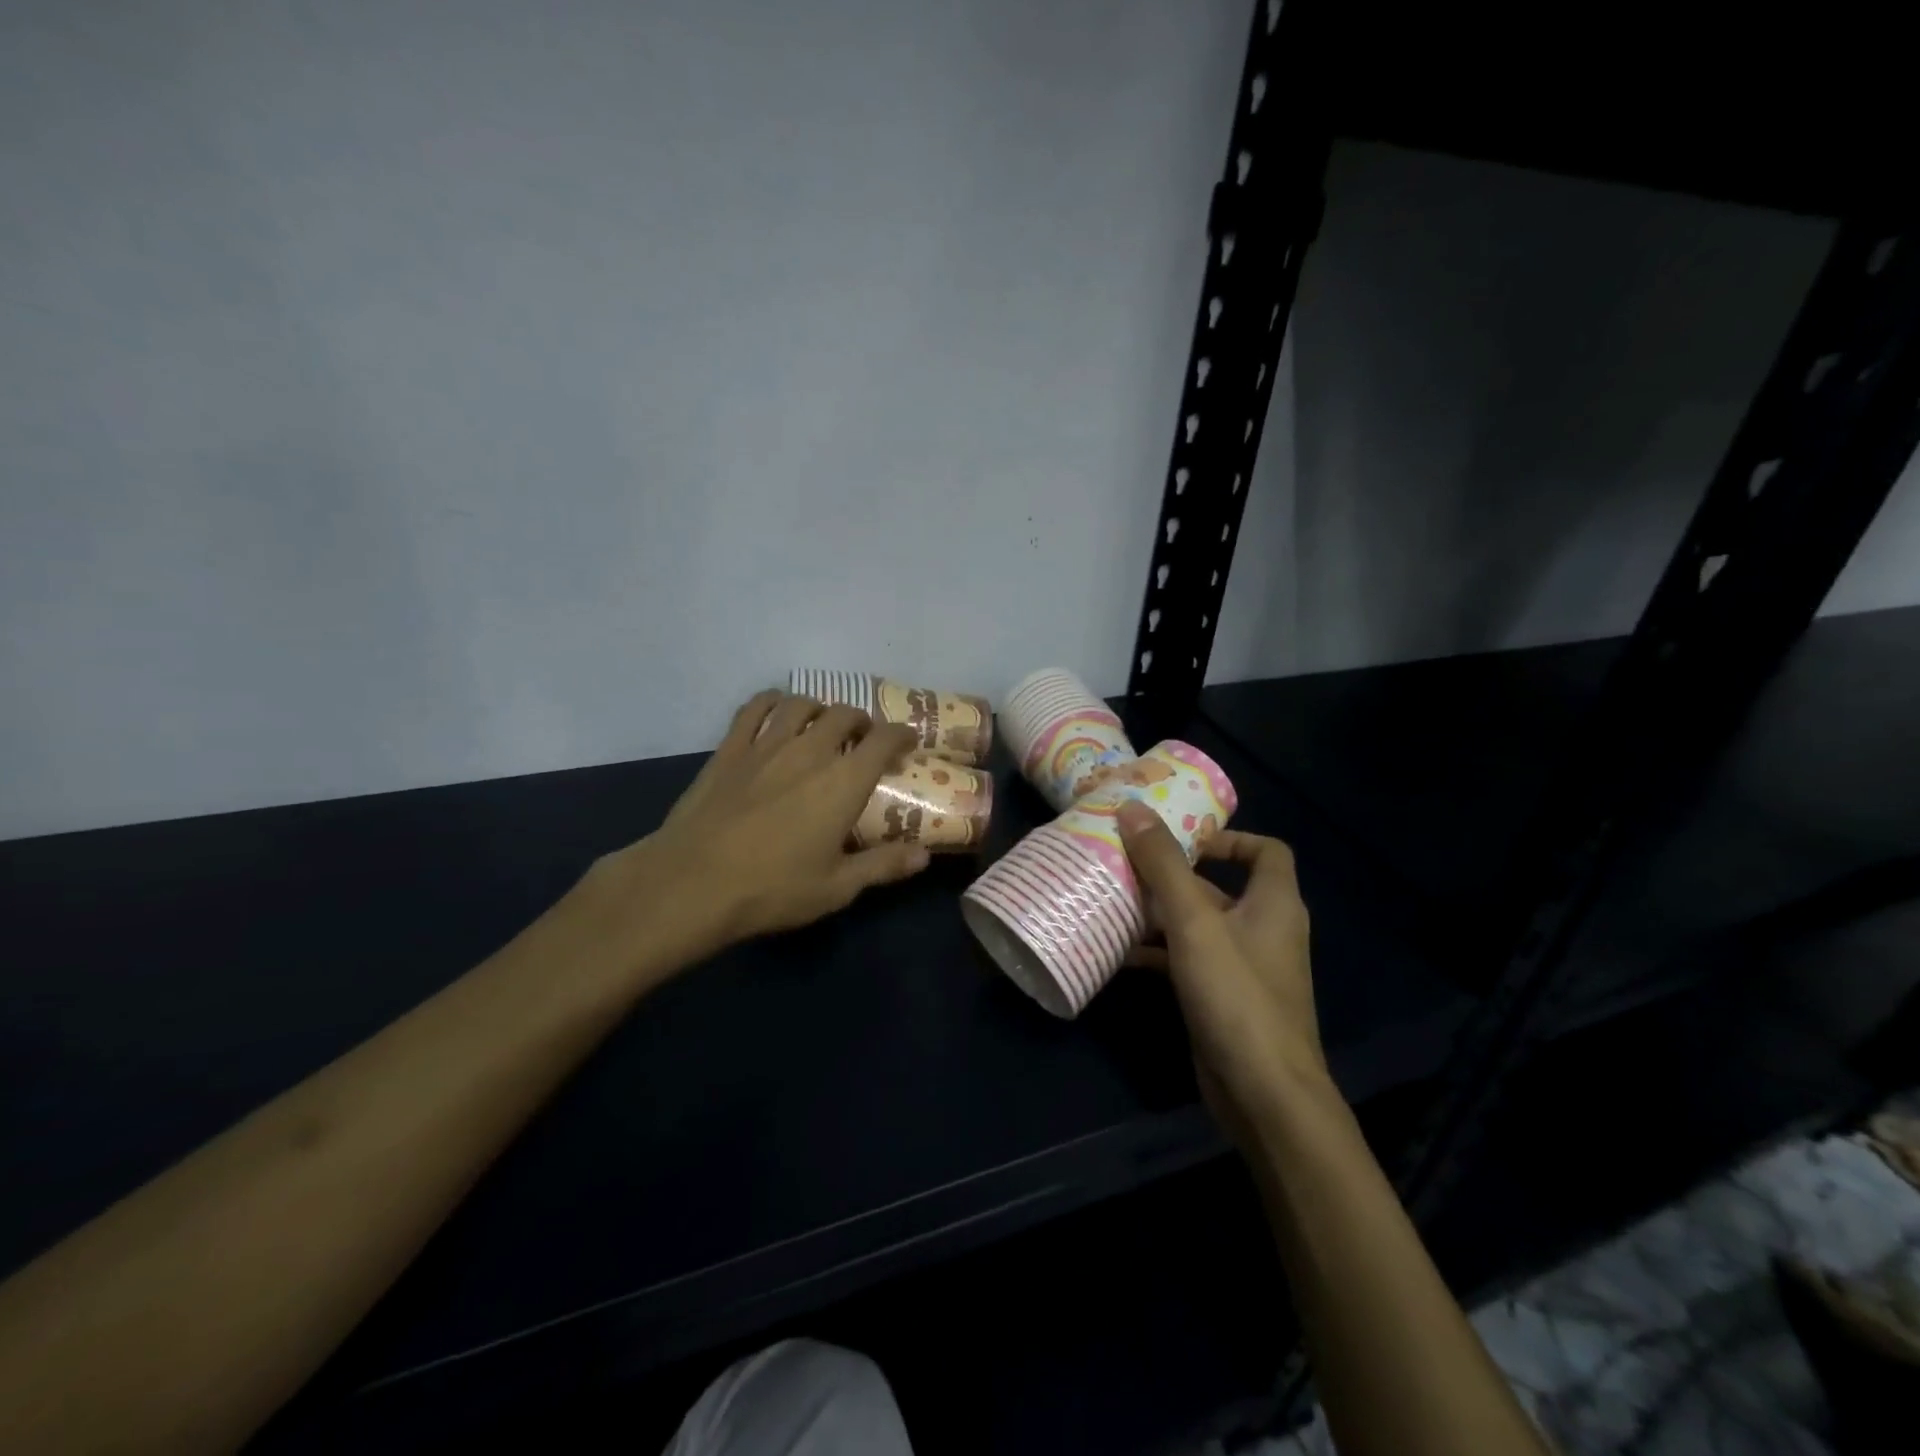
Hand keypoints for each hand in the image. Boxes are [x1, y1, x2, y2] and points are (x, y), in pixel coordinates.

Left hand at [589, 692, 928, 973]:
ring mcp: (766, 745)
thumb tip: (924, 855)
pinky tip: (776, 709)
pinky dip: (772, 701)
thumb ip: (884, 866)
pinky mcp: (729, 749)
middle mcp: (810, 751)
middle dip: (862, 722)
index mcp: (844, 781)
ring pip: (802, 704)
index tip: (906, 743)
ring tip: (822, 723)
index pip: (884, 739)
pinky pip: (754, 708)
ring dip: (820, 708)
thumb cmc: (773, 888)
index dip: (901, 735)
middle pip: (845, 715)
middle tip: (864, 740)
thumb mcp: (837, 887)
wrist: (693, 883)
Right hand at [1116, 801, 1327, 1150]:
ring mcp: (1244, 967)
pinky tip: (1118, 953)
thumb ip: (1163, 865)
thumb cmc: (1236, 994)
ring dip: (1159, 913)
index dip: (1228, 837)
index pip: (1266, 851)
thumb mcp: (1194, 922)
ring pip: (1198, 925)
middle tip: (1126, 861)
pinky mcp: (1223, 998)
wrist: (1264, 1095)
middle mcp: (1263, 929)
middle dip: (1174, 874)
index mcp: (1274, 903)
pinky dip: (1158, 952)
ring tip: (1112, 899)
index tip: (1181, 838)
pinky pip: (1188, 960)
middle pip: (1220, 886)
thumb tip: (1132, 809)